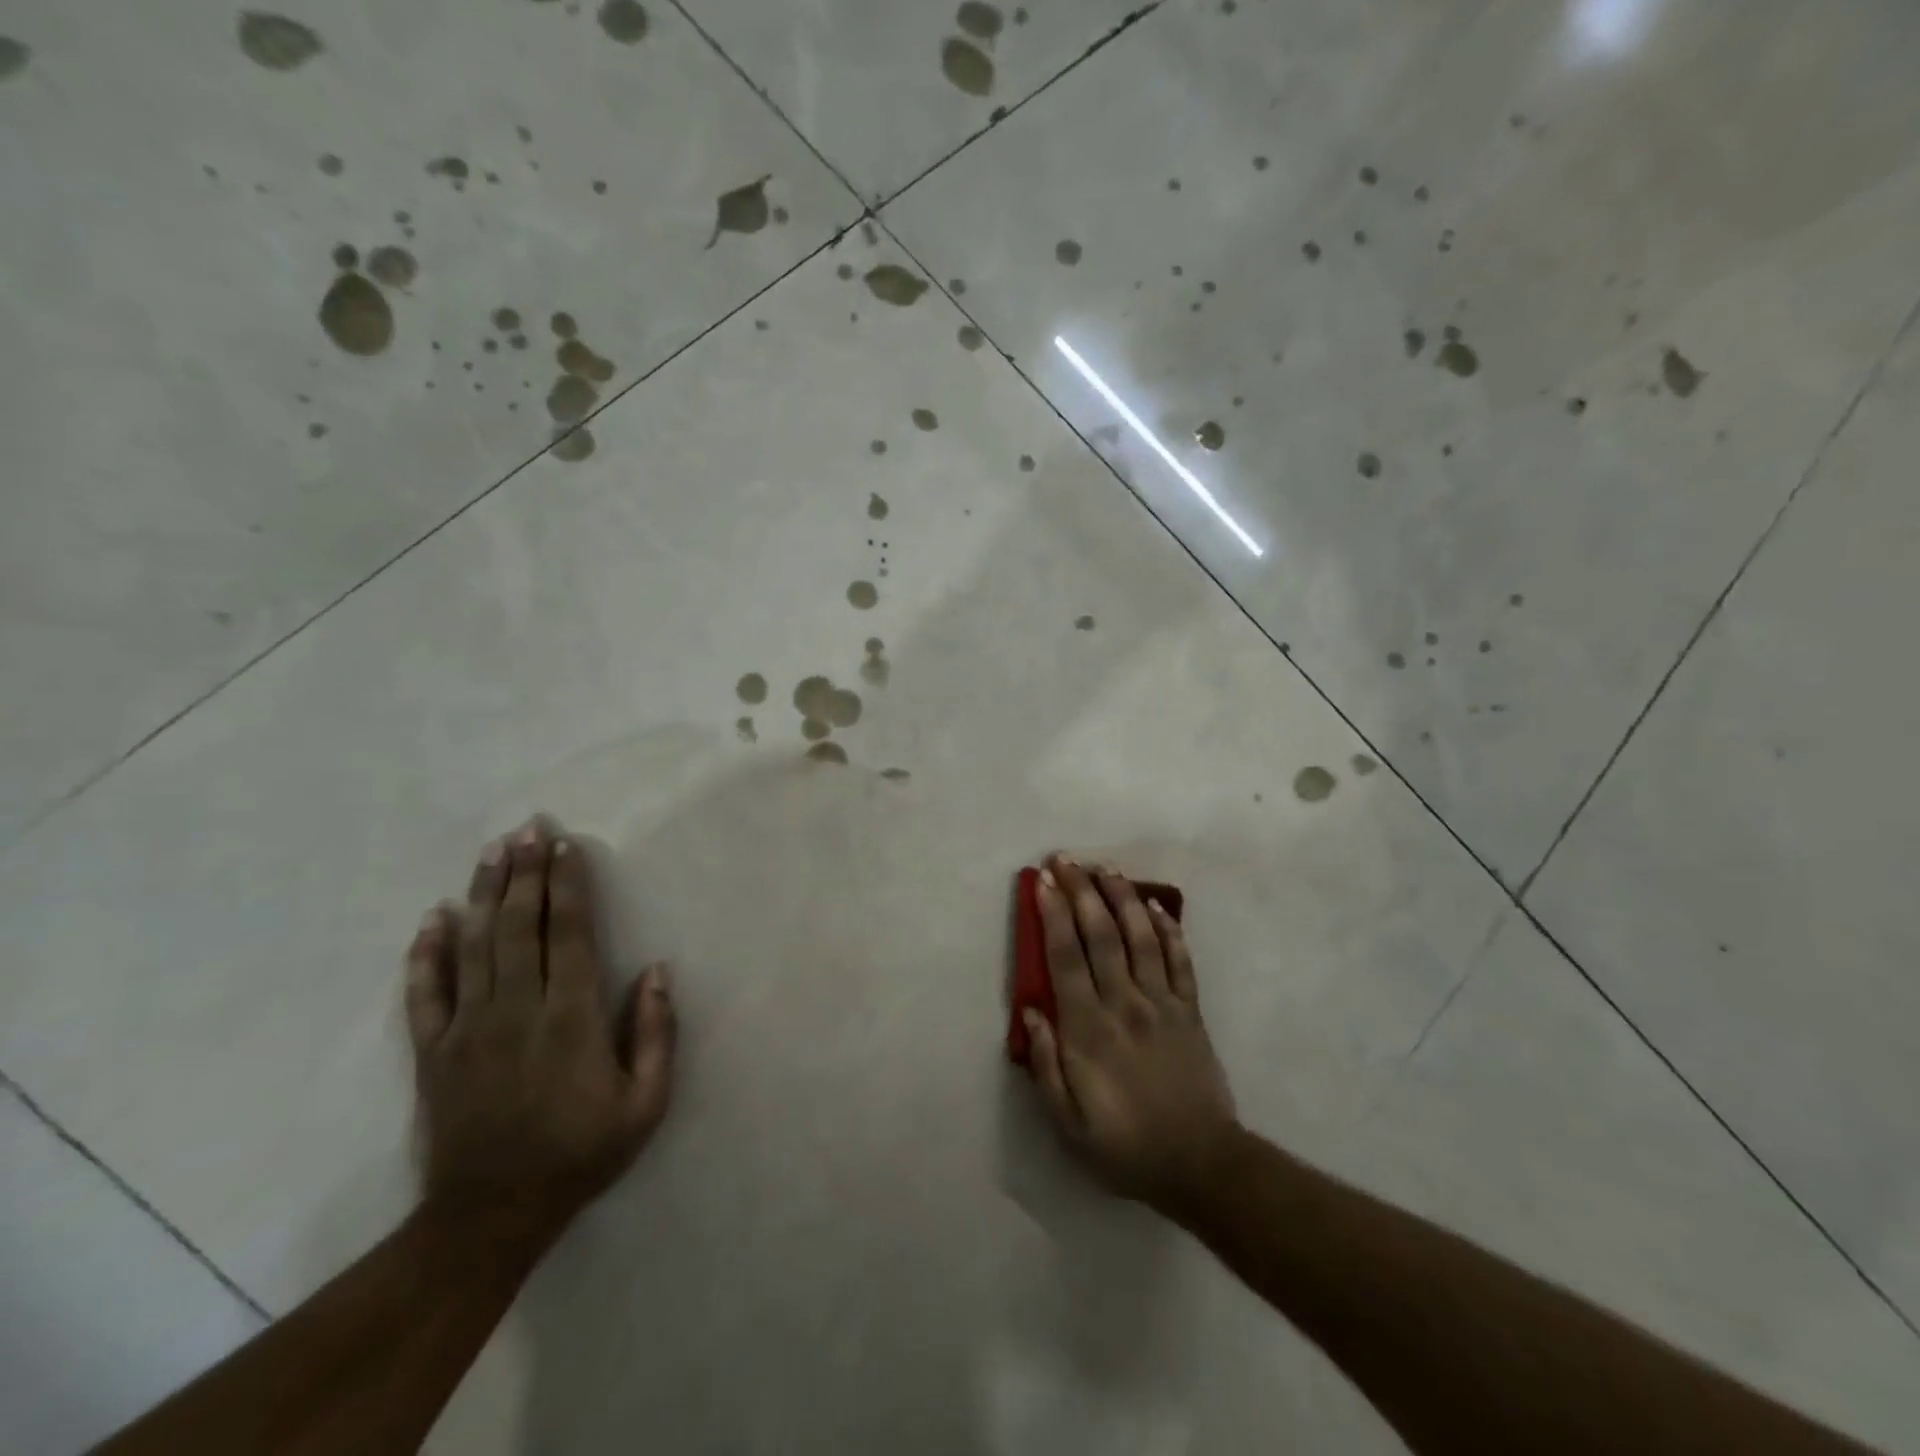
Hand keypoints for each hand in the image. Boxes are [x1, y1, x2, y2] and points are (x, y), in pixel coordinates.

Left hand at [404, 817, 675, 1244]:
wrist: (490, 1216)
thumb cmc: (580, 1154)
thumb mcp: (646, 1105)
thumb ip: (656, 1035)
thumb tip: (657, 971)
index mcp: (570, 1019)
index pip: (568, 934)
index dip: (567, 886)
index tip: (566, 846)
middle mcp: (517, 1011)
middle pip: (519, 927)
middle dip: (525, 873)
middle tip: (527, 828)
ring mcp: (468, 1030)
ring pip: (475, 947)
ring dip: (485, 895)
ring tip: (491, 851)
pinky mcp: (433, 1053)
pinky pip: (425, 994)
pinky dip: (426, 954)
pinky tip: (432, 919)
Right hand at [1024, 854, 1237, 1214]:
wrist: (1200, 1164)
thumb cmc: (1125, 1145)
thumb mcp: (1068, 1122)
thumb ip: (1045, 1064)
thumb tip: (1030, 1008)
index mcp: (1089, 1028)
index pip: (1065, 957)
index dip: (1052, 914)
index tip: (1042, 882)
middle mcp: (1124, 1003)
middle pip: (1100, 934)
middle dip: (1081, 891)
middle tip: (1065, 859)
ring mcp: (1163, 1002)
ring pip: (1140, 936)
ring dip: (1121, 896)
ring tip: (1105, 867)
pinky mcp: (1191, 1010)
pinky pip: (1180, 959)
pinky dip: (1168, 928)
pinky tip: (1154, 905)